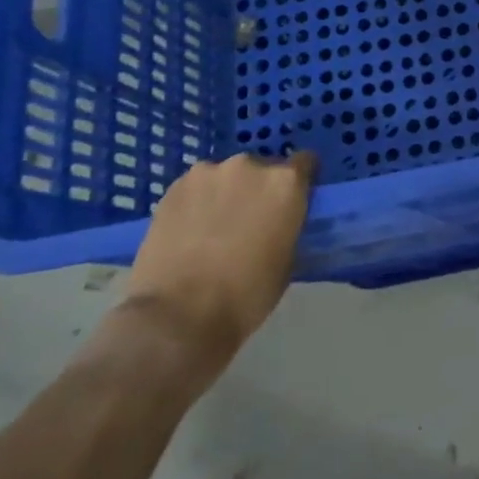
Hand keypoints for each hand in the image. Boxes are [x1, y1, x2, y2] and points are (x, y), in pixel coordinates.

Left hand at [123, 152, 315, 380]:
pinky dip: (198, 203)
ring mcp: (207, 174)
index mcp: (285, 182)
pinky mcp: (172, 189)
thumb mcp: (288, 258)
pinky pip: (196, 188)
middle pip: (262, 169)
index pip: (305, 162)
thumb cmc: (247, 293)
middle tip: (251, 221)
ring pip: (225, 178)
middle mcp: (249, 166)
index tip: (293, 203)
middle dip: (259, 189)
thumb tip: (278, 220)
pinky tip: (189, 232)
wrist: (178, 315)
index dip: (300, 182)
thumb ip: (287, 225)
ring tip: (214, 228)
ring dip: (226, 194)